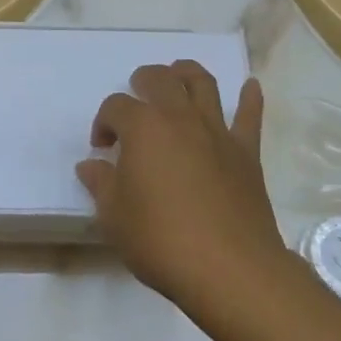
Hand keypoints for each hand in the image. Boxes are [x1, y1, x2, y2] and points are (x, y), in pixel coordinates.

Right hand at [78, 61, 283, 303]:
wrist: (229, 268)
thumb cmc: (161, 240)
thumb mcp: (114, 217)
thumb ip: (101, 185)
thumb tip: (90, 165)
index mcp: (143, 128)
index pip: (115, 106)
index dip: (103, 122)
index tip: (101, 148)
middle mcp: (179, 117)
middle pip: (160, 79)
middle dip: (143, 81)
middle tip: (136, 97)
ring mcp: (217, 131)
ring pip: (203, 83)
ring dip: (187, 73)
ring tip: (178, 75)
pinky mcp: (246, 151)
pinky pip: (250, 115)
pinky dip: (250, 98)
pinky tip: (250, 86)